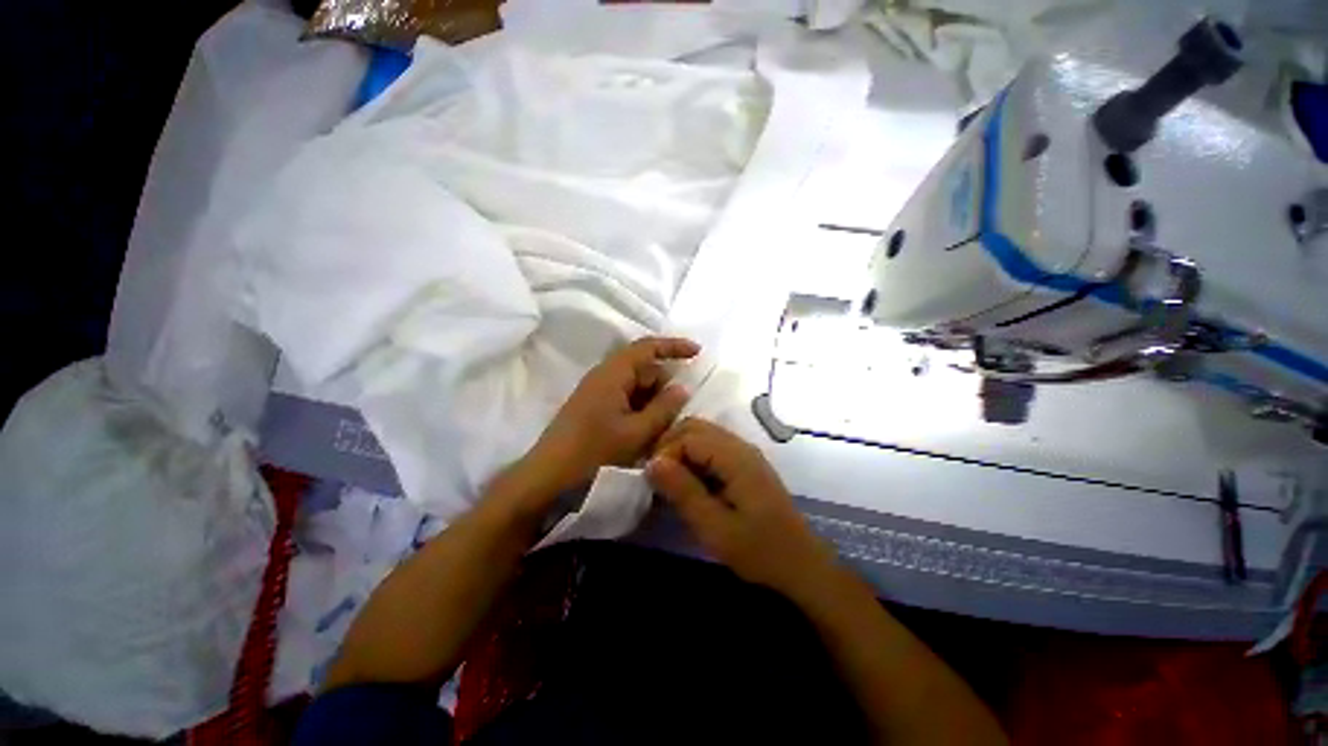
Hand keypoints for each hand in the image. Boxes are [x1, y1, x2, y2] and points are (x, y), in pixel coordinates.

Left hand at [522, 337, 699, 496]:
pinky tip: (649, 429)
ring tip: (667, 423)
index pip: (646, 347)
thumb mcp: (637, 433)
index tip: (698, 353)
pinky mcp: (593, 408)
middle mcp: (603, 376)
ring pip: (635, 386)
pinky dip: (641, 409)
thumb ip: (663, 408)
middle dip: (665, 383)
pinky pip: (625, 399)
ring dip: (653, 400)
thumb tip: (682, 388)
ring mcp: (597, 393)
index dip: (673, 346)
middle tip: (682, 408)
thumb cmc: (593, 454)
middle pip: (642, 368)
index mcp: (612, 374)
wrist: (547, 480)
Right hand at [646, 418, 837, 596]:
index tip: (653, 480)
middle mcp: (741, 446)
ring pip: (703, 434)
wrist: (800, 563)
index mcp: (736, 458)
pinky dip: (694, 456)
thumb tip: (652, 462)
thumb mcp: (715, 528)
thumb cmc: (759, 550)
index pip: (689, 436)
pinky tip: (690, 481)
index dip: (665, 452)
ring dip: (681, 449)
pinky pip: (712, 446)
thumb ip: (684, 492)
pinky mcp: (745, 463)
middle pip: (695, 426)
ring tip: (669, 479)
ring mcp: (745, 452)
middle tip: (657, 476)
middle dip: (670, 445)